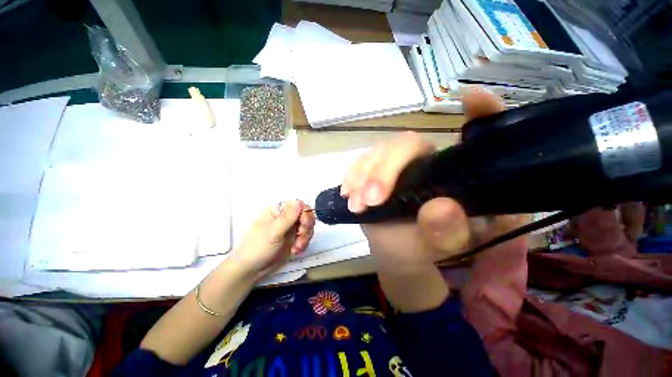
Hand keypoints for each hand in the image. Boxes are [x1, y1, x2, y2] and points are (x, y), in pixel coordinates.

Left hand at [230, 200, 314, 279]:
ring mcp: (290, 228)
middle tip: (301, 235)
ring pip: (308, 226)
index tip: (304, 223)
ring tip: (297, 247)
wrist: (251, 271)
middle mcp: (285, 217)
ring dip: (305, 237)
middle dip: (307, 226)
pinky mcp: (294, 239)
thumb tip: (299, 202)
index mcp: (277, 211)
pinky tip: (296, 250)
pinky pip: (306, 237)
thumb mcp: (273, 232)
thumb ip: (287, 217)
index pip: (298, 204)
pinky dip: (304, 243)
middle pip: (306, 215)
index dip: (305, 212)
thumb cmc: (257, 248)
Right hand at [340, 89, 522, 271]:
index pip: (478, 137)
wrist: (398, 250)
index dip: (481, 113)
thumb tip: (440, 207)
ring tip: (356, 204)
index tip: (471, 98)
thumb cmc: (426, 248)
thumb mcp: (444, 248)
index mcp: (456, 174)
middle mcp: (426, 161)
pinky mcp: (375, 171)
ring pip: (379, 152)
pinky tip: (348, 193)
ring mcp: (397, 164)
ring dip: (364, 176)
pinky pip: (360, 162)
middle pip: (407, 144)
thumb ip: (449, 233)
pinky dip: (352, 176)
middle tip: (372, 200)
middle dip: (386, 169)